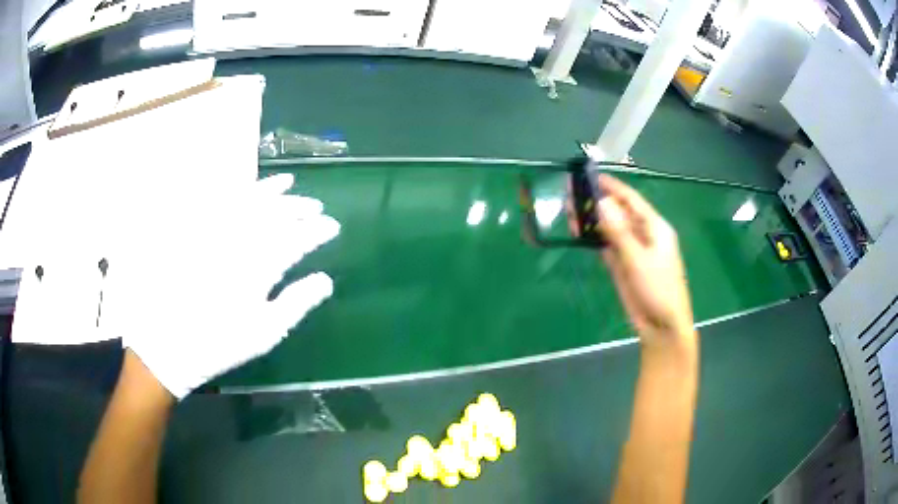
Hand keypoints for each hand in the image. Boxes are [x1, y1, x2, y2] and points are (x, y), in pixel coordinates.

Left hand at [99, 174, 338, 398]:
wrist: (174, 341)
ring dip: (273, 191)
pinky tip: (247, 188)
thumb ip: (297, 303)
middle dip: (300, 207)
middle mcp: (241, 240)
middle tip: (317, 207)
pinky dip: (238, 192)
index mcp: (260, 266)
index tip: (333, 227)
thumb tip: (325, 280)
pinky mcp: (199, 232)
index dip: (318, 230)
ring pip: (249, 201)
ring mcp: (217, 233)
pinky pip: (221, 203)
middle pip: (275, 214)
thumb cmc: (223, 342)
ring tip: (290, 184)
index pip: (297, 238)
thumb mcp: (266, 331)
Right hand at [573, 174, 695, 351]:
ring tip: (569, 210)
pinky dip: (593, 238)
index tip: (592, 176)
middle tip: (572, 193)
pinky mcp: (621, 266)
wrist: (661, 327)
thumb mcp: (639, 259)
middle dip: (597, 202)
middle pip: (618, 213)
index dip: (613, 187)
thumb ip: (619, 232)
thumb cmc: (658, 290)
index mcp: (655, 228)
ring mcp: (631, 251)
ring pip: (609, 229)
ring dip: (592, 220)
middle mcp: (643, 235)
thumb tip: (601, 202)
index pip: (631, 200)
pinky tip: (578, 231)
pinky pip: (606, 246)